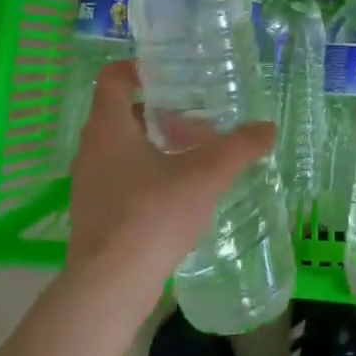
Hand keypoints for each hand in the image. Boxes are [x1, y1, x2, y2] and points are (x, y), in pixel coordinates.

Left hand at [63, 61, 275, 312]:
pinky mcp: (94, 215)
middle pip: (121, 114)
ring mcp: (88, 184)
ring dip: (154, 146)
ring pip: (121, 149)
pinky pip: (120, 179)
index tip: (171, 75)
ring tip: (193, 158)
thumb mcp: (205, 175)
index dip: (138, 68)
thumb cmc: (152, 215)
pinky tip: (178, 195)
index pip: (112, 78)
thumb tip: (268, 128)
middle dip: (158, 113)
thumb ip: (239, 148)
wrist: (109, 287)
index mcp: (108, 127)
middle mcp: (90, 149)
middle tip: (195, 119)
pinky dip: (146, 175)